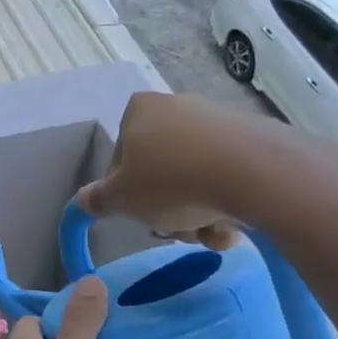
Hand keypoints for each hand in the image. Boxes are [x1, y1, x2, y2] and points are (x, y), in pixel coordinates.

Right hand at [76, 91, 262, 245]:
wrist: (255, 174)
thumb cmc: (172, 181)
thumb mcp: (121, 199)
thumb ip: (98, 200)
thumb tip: (82, 200)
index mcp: (140, 110)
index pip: (121, 159)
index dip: (127, 193)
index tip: (139, 213)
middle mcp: (178, 107)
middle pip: (160, 171)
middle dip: (167, 208)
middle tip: (176, 228)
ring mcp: (218, 121)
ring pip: (194, 180)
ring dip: (196, 214)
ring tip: (208, 232)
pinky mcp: (253, 140)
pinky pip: (227, 178)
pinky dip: (225, 204)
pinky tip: (232, 225)